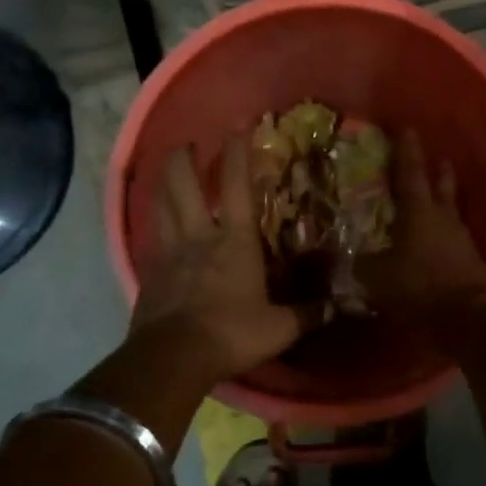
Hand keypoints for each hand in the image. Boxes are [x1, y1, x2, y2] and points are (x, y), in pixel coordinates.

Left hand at [132, 135, 311, 382]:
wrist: (171, 359)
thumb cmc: (231, 334)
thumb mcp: (279, 329)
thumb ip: (307, 314)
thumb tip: (337, 307)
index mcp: (234, 241)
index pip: (235, 185)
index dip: (237, 153)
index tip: (239, 127)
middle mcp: (198, 236)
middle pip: (183, 184)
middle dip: (183, 158)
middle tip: (187, 144)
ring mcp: (169, 253)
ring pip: (161, 205)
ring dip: (163, 182)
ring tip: (167, 170)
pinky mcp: (149, 273)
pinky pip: (152, 238)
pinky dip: (155, 223)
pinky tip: (157, 225)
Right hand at [361, 129, 485, 314]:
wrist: (471, 318)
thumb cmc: (421, 288)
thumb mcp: (378, 279)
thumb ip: (360, 265)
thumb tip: (342, 259)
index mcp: (418, 211)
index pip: (410, 172)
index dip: (406, 150)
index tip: (407, 128)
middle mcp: (443, 217)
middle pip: (441, 184)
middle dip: (437, 168)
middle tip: (435, 156)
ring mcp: (461, 238)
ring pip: (451, 208)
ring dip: (444, 198)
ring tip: (436, 195)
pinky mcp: (471, 260)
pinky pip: (455, 236)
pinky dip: (445, 230)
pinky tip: (438, 237)